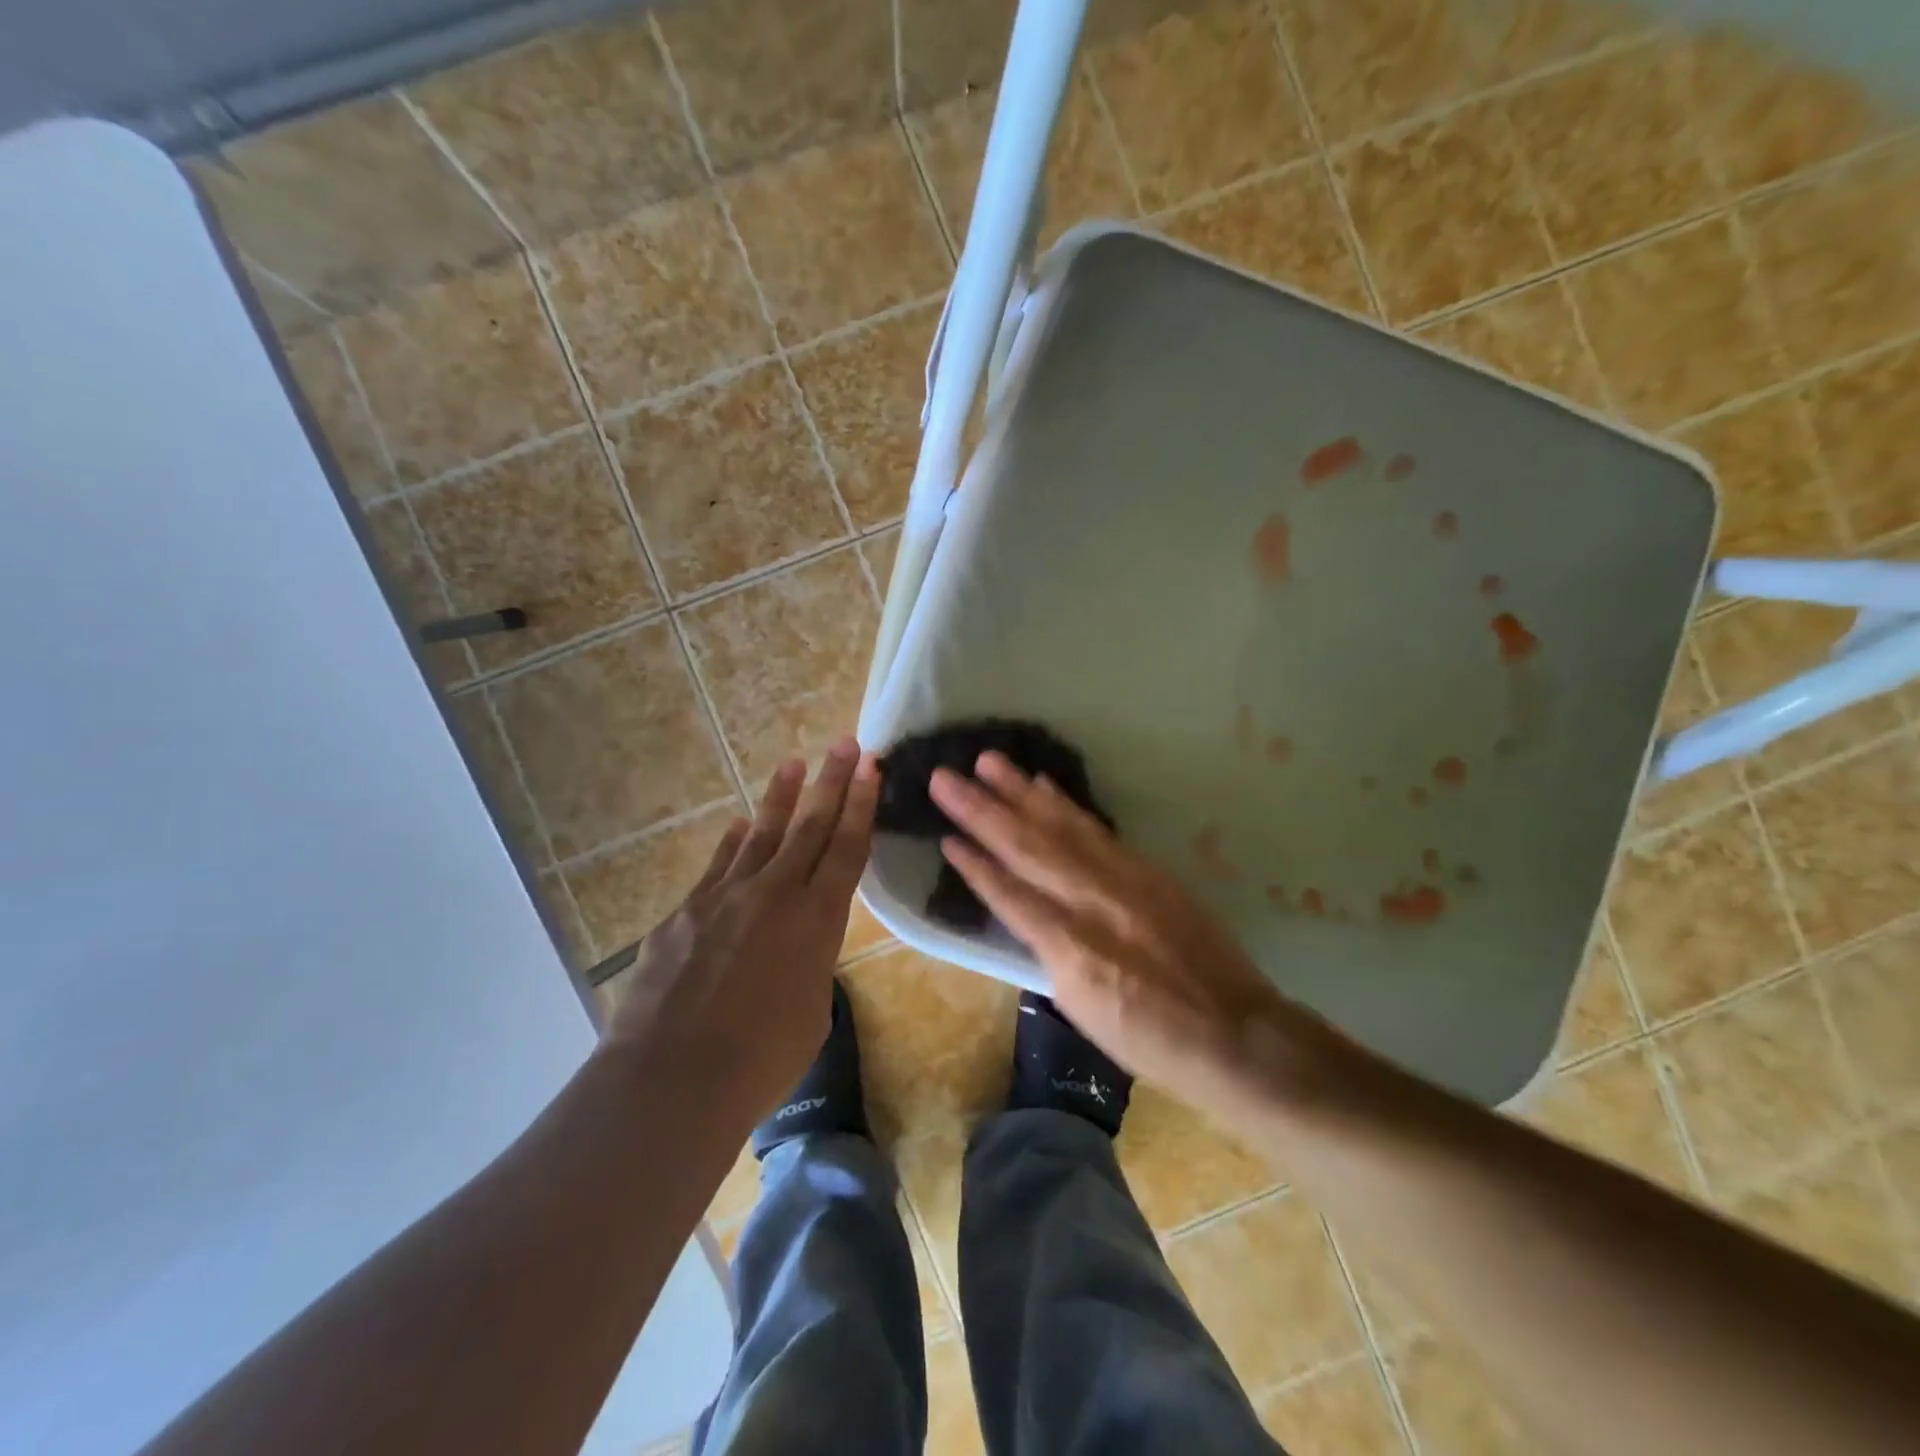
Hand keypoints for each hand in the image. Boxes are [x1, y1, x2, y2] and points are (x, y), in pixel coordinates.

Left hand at [602, 737, 877, 1134]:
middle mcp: (775, 894)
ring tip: (793, 766)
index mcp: (818, 919)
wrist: (673, 1077)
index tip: (870, 767)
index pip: (848, 848)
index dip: (861, 805)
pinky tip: (736, 826)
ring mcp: (725, 897)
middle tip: (845, 744)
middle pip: (809, 826)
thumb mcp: (811, 1010)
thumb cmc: (762, 1059)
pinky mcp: (685, 912)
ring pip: (760, 835)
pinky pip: (717, 867)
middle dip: (831, 782)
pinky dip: (731, 844)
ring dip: (779, 799)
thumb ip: (810, 965)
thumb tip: (794, 949)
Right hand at [931, 752, 1336, 1113]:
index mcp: (1071, 948)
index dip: (975, 865)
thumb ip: (1049, 953)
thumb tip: (1027, 913)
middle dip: (982, 810)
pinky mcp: (1147, 869)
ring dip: (1021, 792)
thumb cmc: (1149, 1038)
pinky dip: (1067, 806)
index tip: (944, 835)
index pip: (1010, 896)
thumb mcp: (1083, 1008)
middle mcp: (1093, 902)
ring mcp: (1124, 879)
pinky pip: (1097, 830)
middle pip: (1028, 848)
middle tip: (946, 777)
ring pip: (1062, 827)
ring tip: (989, 762)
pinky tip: (1044, 786)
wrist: (1234, 1031)